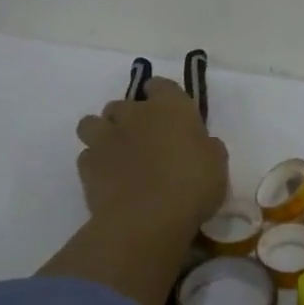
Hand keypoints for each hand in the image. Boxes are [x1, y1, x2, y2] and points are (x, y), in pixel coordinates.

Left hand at [74, 79, 228, 241]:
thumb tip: (200, 143)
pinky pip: (87, 155)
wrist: (146, 220)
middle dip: (129, 117)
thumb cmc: (192, 186)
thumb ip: (206, 145)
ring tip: (115, 152)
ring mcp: (106, 137)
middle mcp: (135, 114)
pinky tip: (107, 178)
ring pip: (92, 123)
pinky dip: (94, 163)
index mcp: (171, 107)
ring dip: (102, 133)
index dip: (162, 95)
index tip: (167, 110)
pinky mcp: (86, 165)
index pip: (160, 85)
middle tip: (143, 138)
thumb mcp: (216, 163)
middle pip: (123, 104)